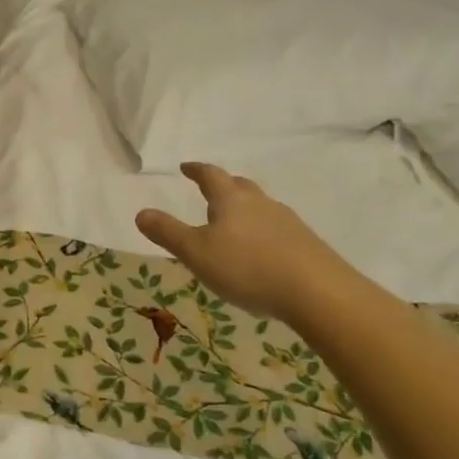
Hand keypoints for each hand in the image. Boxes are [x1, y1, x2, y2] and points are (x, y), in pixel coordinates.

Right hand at [135, 163, 348, 322]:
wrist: (317, 292)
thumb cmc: (247, 268)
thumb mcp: (197, 253)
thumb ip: (167, 233)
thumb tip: (141, 213)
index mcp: (230, 200)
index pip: (210, 176)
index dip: (196, 170)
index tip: (186, 167)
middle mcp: (260, 203)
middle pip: (239, 186)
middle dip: (223, 186)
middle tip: (210, 191)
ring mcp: (287, 222)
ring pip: (260, 207)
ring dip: (244, 209)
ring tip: (233, 225)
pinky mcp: (305, 243)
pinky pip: (277, 229)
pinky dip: (262, 232)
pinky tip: (260, 252)